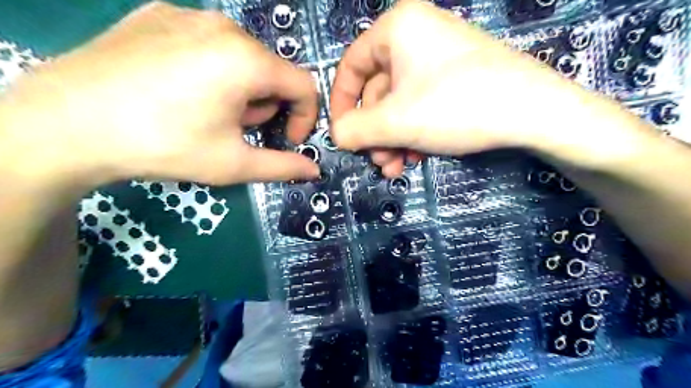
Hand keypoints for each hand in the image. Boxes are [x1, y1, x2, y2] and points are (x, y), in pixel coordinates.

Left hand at [0, 0, 319, 185]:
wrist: (65, 124)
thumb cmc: (164, 145)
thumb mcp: (233, 164)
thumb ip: (282, 166)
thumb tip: (314, 171)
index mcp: (247, 60)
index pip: (304, 85)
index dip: (304, 117)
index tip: (286, 139)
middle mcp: (224, 26)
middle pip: (271, 71)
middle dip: (265, 106)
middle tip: (236, 130)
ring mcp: (187, 14)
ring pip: (241, 56)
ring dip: (240, 88)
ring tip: (206, 112)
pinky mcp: (157, 13)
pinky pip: (206, 42)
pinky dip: (210, 69)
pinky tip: (180, 89)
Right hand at [327, 0, 641, 175]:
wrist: (534, 112)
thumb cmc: (455, 106)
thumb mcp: (396, 122)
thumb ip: (356, 130)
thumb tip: (335, 136)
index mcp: (396, 29)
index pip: (350, 66)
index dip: (342, 104)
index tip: (342, 135)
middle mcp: (415, 36)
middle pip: (377, 91)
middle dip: (374, 133)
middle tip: (378, 162)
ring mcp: (437, 58)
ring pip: (398, 104)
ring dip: (392, 139)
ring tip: (396, 168)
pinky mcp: (455, 78)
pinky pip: (420, 105)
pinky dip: (413, 133)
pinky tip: (417, 157)